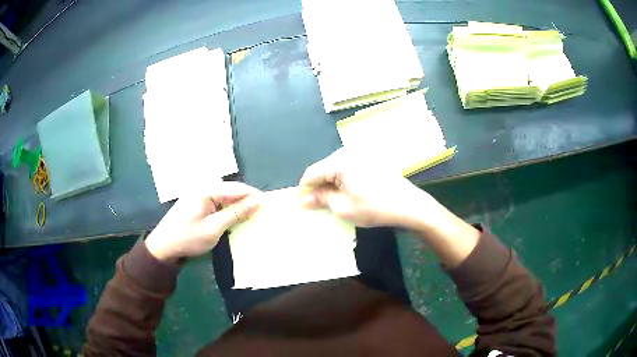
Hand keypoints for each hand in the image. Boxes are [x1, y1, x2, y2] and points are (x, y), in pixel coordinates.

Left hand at [145, 182, 260, 260]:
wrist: (164, 246)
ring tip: (254, 217)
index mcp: (207, 189)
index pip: (239, 188)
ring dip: (240, 206)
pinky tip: (237, 219)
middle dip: (249, 202)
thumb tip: (258, 202)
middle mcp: (205, 187)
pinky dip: (230, 210)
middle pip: (233, 191)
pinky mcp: (199, 202)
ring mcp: (201, 194)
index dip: (256, 197)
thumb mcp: (213, 228)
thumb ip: (236, 214)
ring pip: (228, 197)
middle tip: (264, 215)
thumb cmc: (187, 238)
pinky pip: (220, 202)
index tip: (271, 207)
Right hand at [299, 148, 440, 227]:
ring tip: (330, 200)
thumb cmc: (373, 207)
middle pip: (324, 168)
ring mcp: (361, 153)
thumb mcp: (343, 207)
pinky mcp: (370, 157)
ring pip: (336, 167)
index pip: (312, 172)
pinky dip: (342, 179)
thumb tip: (304, 199)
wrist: (407, 204)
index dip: (303, 188)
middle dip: (317, 185)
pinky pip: (348, 167)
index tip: (301, 203)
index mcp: (339, 161)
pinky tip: (345, 192)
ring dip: (330, 182)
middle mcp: (348, 152)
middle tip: (315, 204)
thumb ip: (320, 199)